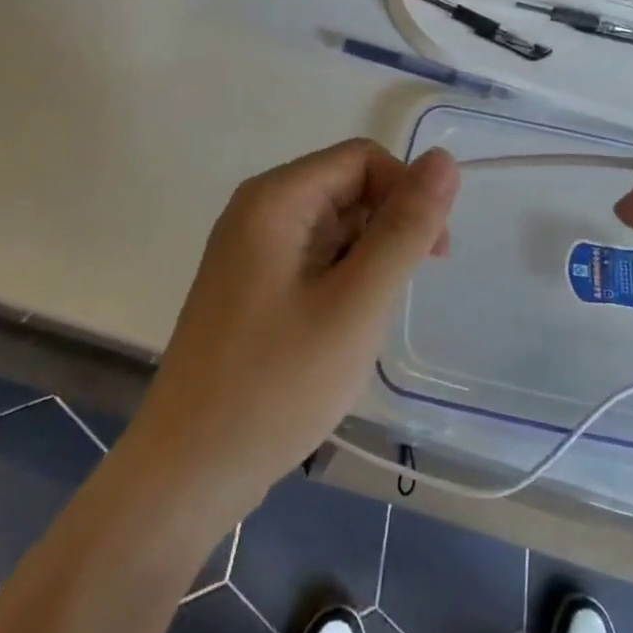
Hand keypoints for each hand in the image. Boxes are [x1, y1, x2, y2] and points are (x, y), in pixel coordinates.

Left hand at [124, 139, 459, 520]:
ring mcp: (250, 249)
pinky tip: (343, 327)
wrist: (188, 473)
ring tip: (367, 320)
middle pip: (346, 187)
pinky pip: (312, 257)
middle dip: (388, 227)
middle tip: (402, 292)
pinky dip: (342, 279)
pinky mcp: (250, 285)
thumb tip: (444, 159)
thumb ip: (404, 229)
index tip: (432, 251)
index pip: (361, 159)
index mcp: (276, 198)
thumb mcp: (357, 303)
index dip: (405, 191)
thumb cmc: (277, 384)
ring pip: (333, 225)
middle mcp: (258, 210)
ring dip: (367, 258)